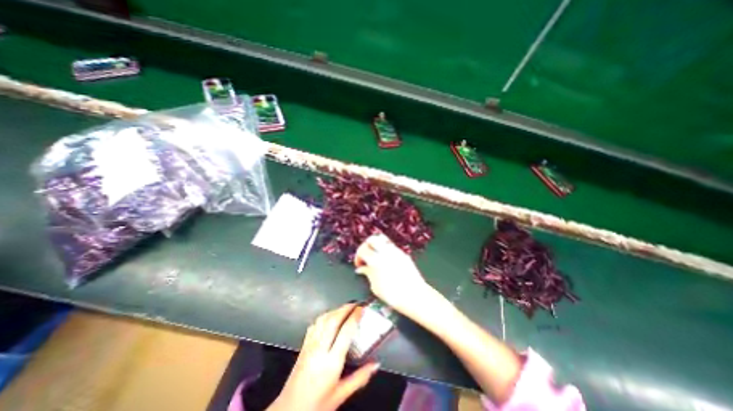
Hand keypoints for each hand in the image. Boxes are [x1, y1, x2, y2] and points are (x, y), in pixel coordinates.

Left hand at [271, 304, 383, 408]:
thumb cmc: (317, 405)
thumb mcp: (341, 394)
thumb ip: (360, 378)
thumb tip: (376, 365)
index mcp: (331, 362)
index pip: (345, 331)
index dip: (354, 316)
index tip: (362, 309)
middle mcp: (320, 349)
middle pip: (333, 320)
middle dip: (345, 308)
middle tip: (355, 303)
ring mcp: (310, 345)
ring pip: (323, 319)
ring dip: (335, 310)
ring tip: (345, 307)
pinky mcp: (303, 345)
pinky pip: (315, 324)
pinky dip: (324, 316)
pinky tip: (329, 316)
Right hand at [353, 232, 430, 312]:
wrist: (415, 296)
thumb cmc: (393, 295)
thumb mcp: (375, 287)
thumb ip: (368, 274)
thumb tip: (362, 268)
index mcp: (376, 260)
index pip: (362, 250)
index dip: (358, 257)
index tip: (359, 265)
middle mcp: (385, 252)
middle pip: (372, 239)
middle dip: (366, 246)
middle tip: (365, 256)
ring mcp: (396, 251)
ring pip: (382, 239)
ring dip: (376, 245)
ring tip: (375, 256)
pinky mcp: (403, 254)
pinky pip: (391, 246)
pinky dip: (385, 250)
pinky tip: (385, 261)